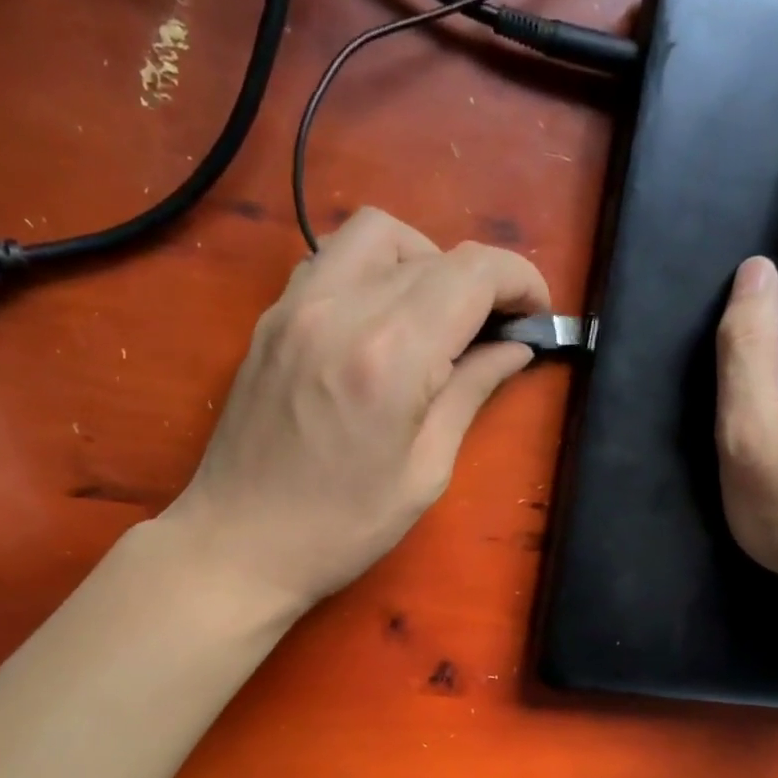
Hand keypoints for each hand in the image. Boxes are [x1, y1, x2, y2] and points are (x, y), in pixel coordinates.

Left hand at [171, 207, 550, 611]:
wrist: (239, 544)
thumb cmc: (343, 528)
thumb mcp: (425, 472)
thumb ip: (470, 393)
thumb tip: (514, 349)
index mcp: (390, 356)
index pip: (473, 273)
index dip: (521, 282)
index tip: (538, 316)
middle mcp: (341, 309)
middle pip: (434, 253)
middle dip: (482, 283)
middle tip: (496, 333)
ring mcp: (297, 306)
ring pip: (377, 234)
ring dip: (425, 261)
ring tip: (437, 317)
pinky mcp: (272, 317)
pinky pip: (333, 259)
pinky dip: (374, 271)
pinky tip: (382, 321)